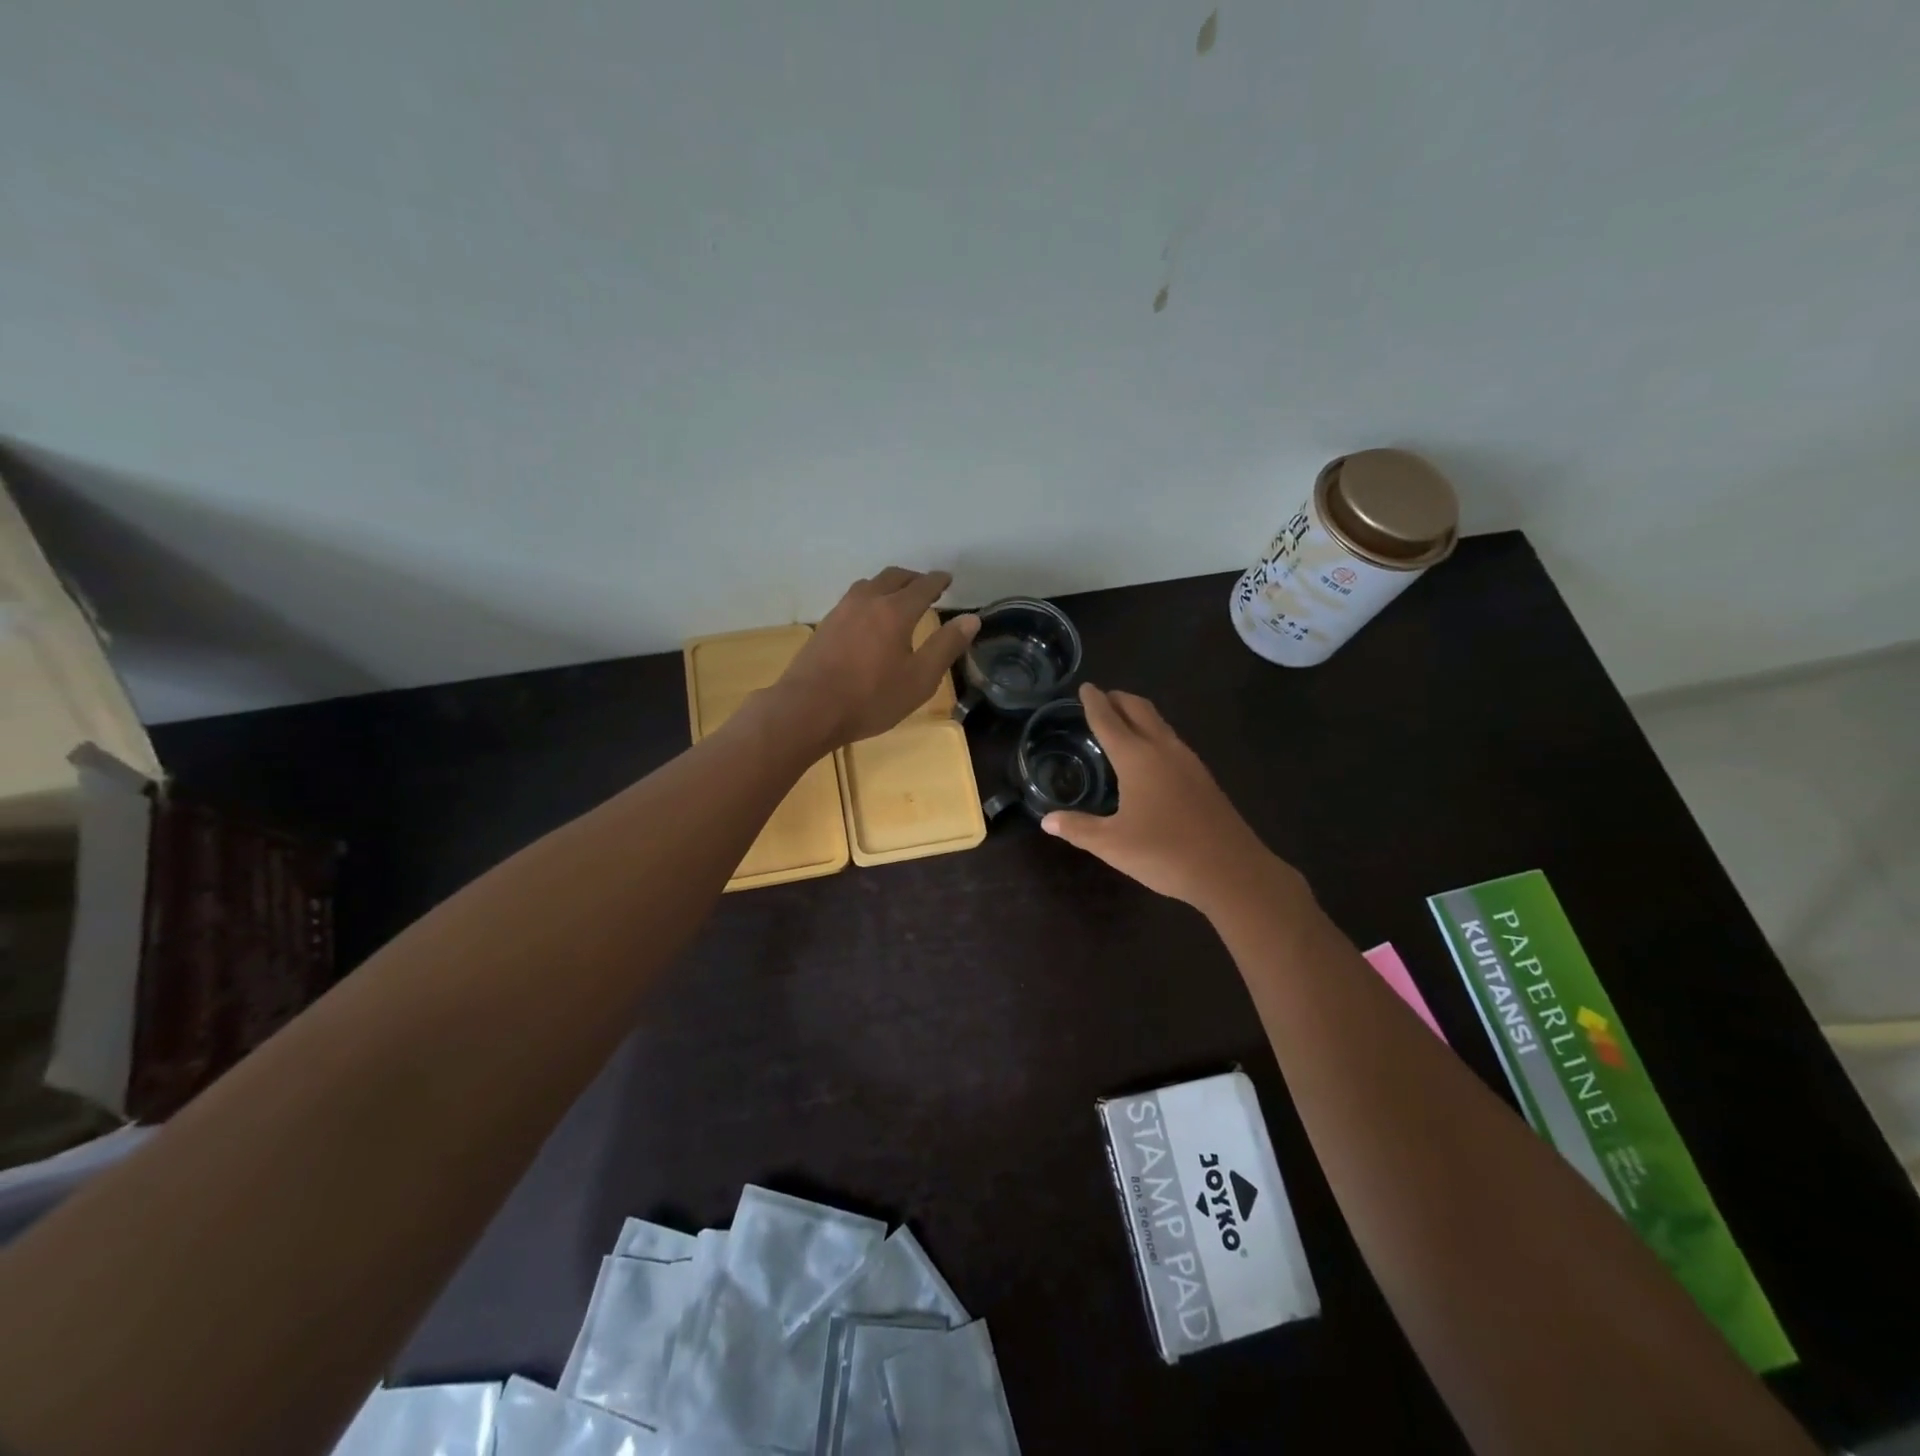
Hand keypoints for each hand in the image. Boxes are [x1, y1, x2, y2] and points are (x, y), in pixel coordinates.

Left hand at [775, 568, 979, 748]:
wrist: (808, 709)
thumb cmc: (870, 698)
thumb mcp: (919, 679)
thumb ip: (946, 647)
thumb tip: (971, 619)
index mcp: (895, 611)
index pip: (923, 586)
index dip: (938, 581)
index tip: (947, 579)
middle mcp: (868, 601)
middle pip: (894, 577)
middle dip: (914, 578)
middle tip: (926, 586)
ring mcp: (842, 611)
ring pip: (870, 584)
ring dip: (889, 585)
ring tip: (898, 598)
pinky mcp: (825, 625)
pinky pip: (853, 599)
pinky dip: (870, 598)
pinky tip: (869, 618)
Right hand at [1042, 683, 1309, 916]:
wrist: (1231, 870)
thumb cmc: (1164, 852)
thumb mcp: (1112, 844)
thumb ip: (1078, 828)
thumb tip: (1047, 820)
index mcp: (1137, 758)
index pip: (1108, 721)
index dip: (1094, 703)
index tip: (1085, 687)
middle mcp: (1163, 750)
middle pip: (1139, 710)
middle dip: (1119, 699)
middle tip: (1102, 697)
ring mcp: (1188, 762)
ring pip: (1160, 724)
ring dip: (1139, 715)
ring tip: (1123, 721)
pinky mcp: (1203, 778)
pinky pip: (1172, 742)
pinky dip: (1154, 734)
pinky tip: (1151, 756)